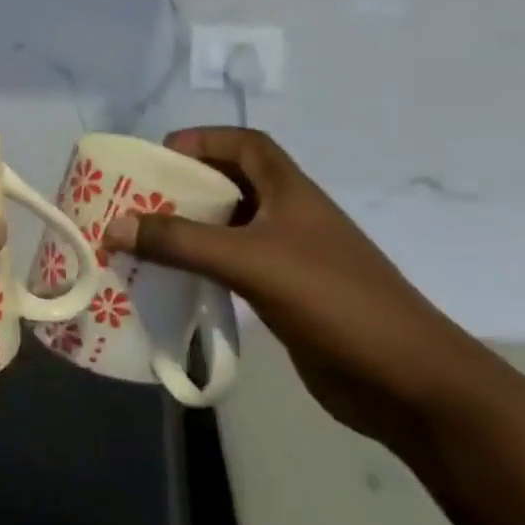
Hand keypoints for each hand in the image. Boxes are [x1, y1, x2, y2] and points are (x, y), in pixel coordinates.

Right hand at [103, 128, 482, 445]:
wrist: (410, 383)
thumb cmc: (334, 301)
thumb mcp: (250, 262)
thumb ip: (180, 242)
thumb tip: (114, 227)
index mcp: (291, 193)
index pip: (246, 145)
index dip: (203, 141)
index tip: (158, 159)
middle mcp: (290, 217)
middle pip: (231, 185)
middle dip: (184, 188)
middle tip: (136, 203)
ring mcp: (290, 259)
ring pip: (229, 229)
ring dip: (189, 230)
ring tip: (142, 241)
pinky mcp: (286, 297)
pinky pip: (233, 268)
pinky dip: (201, 267)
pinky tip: (173, 282)